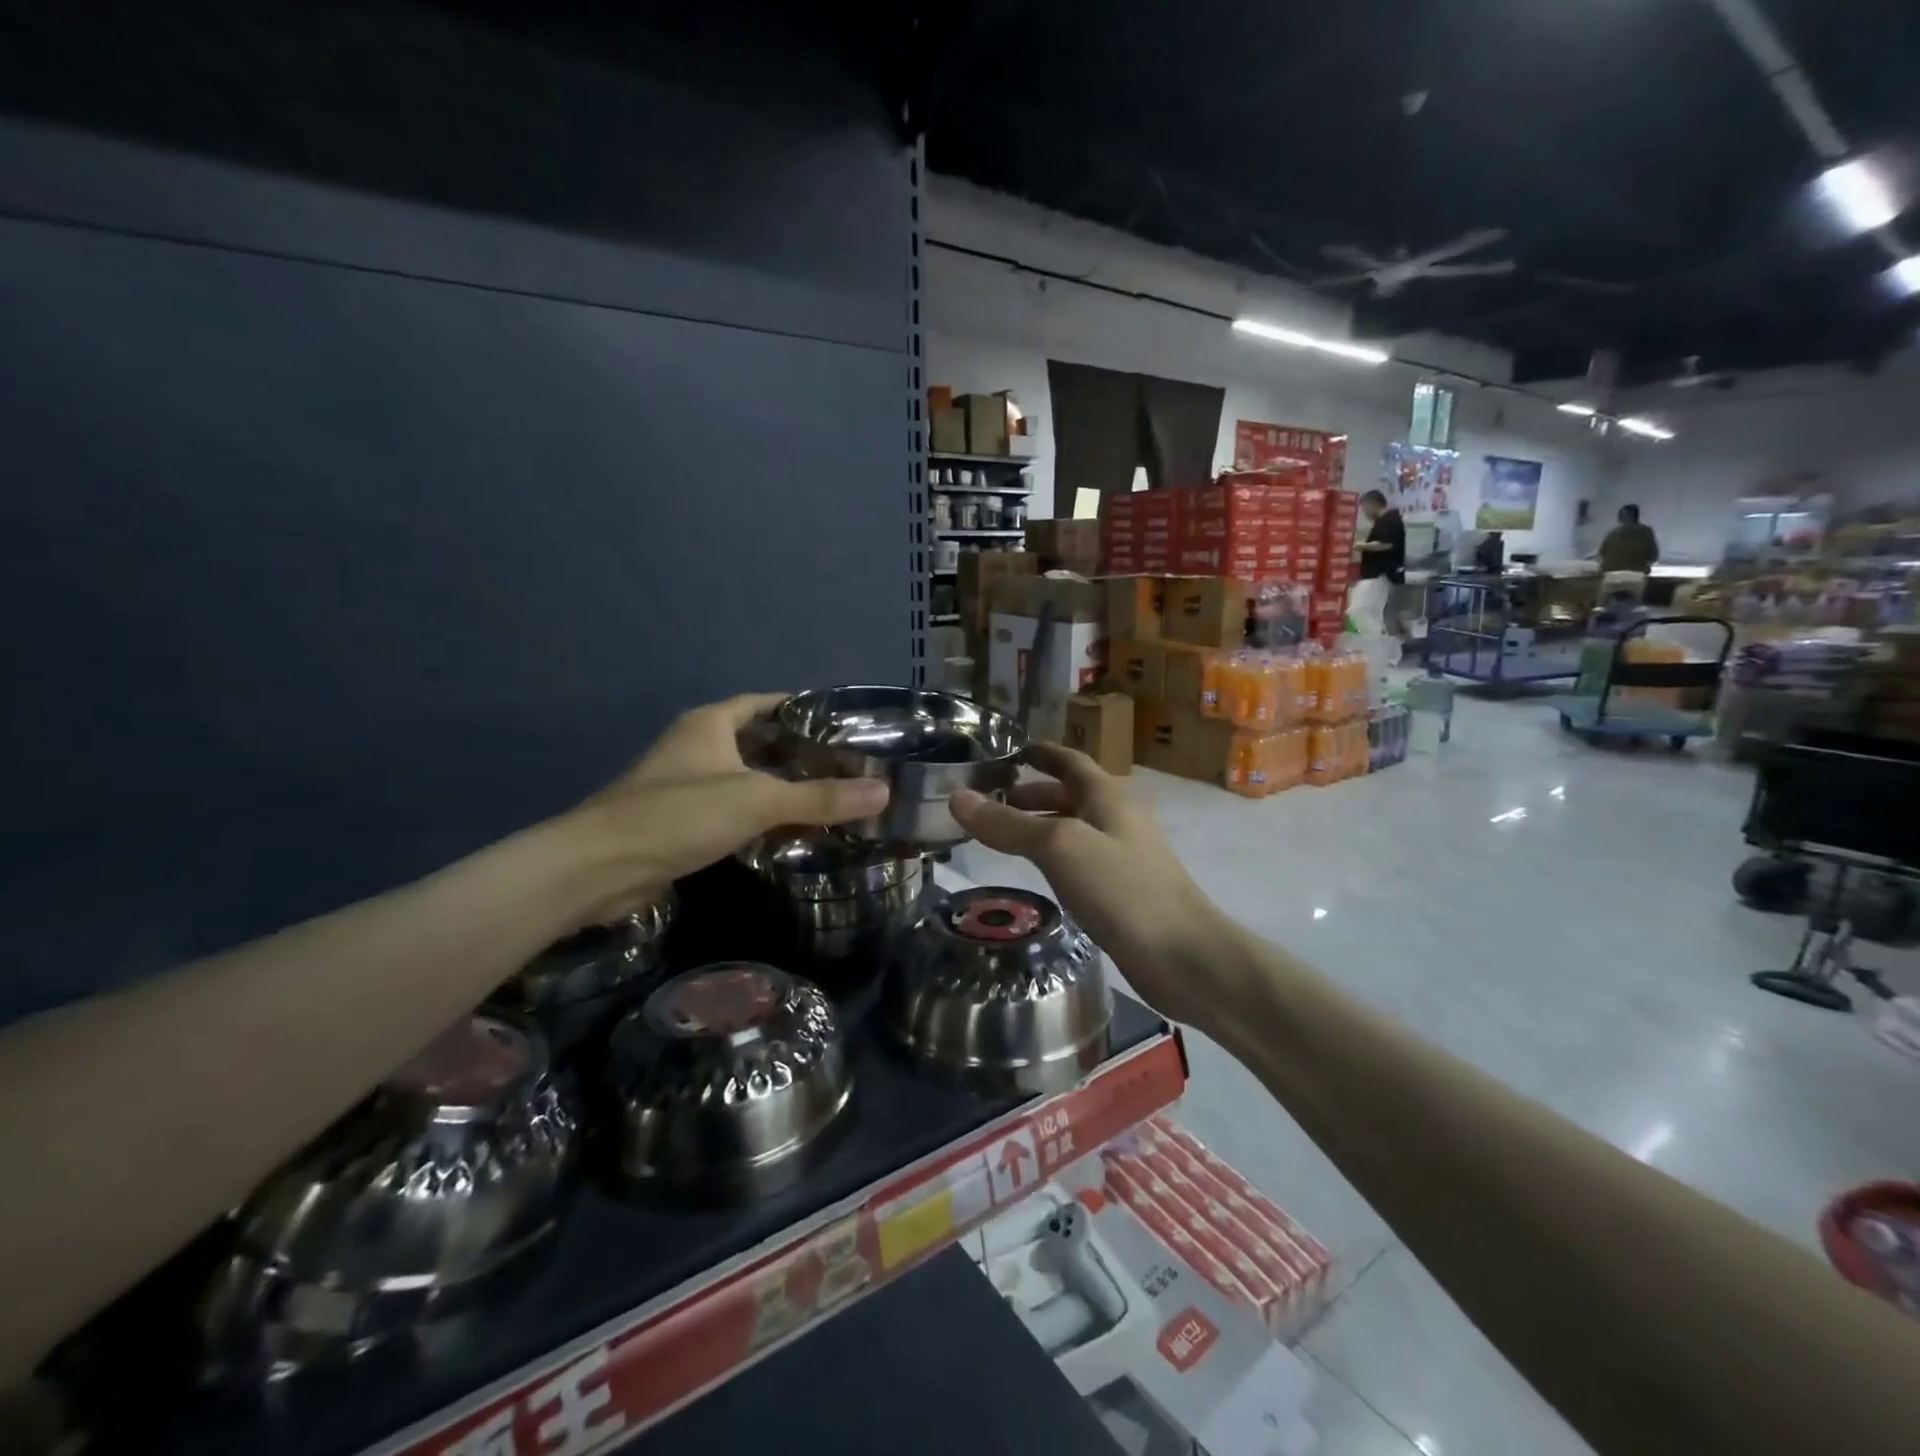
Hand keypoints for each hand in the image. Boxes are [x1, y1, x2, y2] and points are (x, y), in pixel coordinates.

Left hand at [562, 693, 887, 924]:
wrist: (600, 867)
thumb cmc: (679, 814)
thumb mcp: (757, 800)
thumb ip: (820, 798)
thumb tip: (884, 792)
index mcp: (712, 724)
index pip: (765, 703)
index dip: (801, 708)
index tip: (842, 721)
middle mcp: (698, 746)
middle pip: (758, 741)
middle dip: (798, 751)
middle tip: (846, 764)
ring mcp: (687, 784)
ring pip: (746, 777)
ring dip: (781, 786)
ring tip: (829, 795)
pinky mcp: (682, 821)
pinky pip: (733, 809)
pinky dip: (761, 816)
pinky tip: (790, 831)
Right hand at [950, 744, 1223, 1029]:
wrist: (1185, 958)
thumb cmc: (1123, 889)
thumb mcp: (1060, 847)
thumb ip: (1009, 823)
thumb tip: (957, 797)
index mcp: (1107, 796)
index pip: (1069, 760)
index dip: (1040, 752)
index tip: (1007, 750)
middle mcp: (1116, 820)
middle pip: (1070, 795)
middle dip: (1032, 793)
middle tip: (991, 799)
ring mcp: (1121, 858)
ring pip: (1073, 830)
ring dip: (1039, 826)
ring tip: (1001, 837)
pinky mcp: (1121, 893)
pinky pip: (1078, 862)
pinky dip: (1052, 858)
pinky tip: (1035, 876)